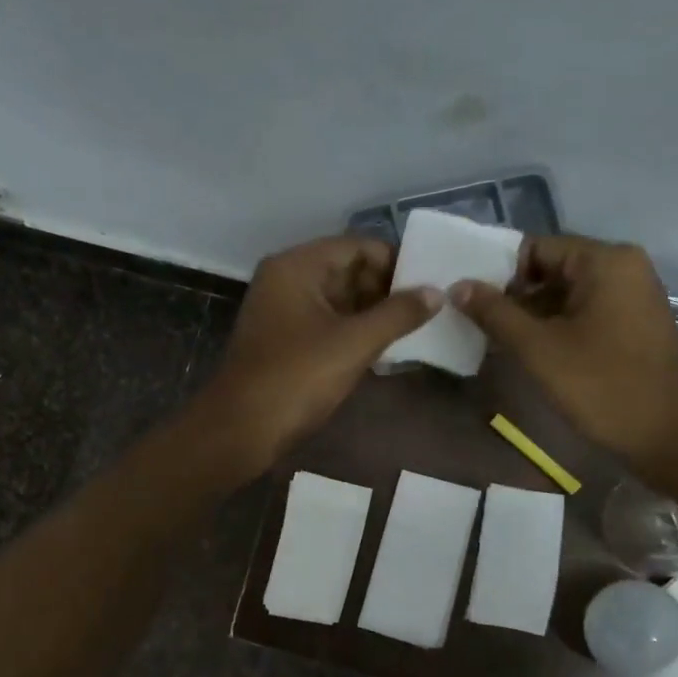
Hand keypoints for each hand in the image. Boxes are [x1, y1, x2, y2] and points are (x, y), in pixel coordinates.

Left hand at [198, 236, 439, 474]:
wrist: (241, 429)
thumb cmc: (297, 378)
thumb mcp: (354, 343)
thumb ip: (398, 314)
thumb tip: (436, 292)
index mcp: (297, 266)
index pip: (357, 247)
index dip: (395, 262)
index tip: (430, 285)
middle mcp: (286, 279)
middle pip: (347, 270)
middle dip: (386, 289)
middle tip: (427, 310)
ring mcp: (283, 311)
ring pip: (338, 300)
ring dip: (373, 312)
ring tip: (415, 328)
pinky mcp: (284, 340)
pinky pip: (327, 323)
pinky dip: (354, 331)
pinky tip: (385, 348)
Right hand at [452, 236, 677, 483]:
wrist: (672, 437)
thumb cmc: (603, 386)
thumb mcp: (539, 349)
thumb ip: (495, 313)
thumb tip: (458, 286)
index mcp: (604, 260)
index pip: (535, 248)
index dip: (498, 273)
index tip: (470, 304)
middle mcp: (622, 267)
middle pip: (551, 269)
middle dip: (513, 297)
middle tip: (477, 326)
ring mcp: (633, 296)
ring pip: (566, 294)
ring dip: (532, 316)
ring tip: (497, 343)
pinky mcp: (634, 324)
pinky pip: (585, 313)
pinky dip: (557, 328)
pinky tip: (531, 354)